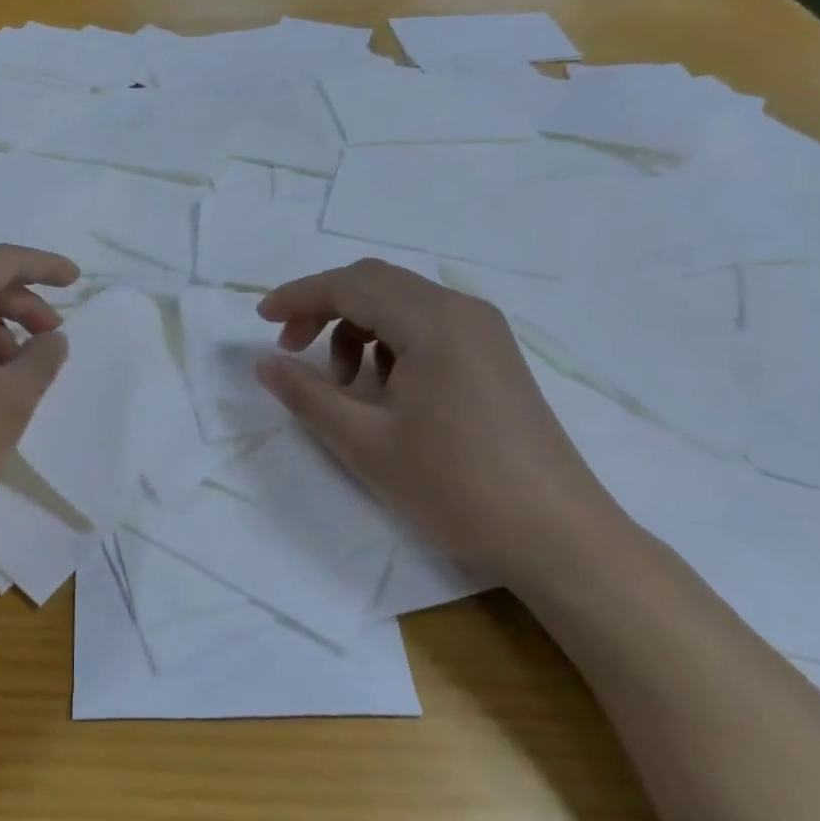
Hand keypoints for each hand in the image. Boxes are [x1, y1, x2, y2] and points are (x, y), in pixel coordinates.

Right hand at [255, 259, 628, 591]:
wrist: (558, 537)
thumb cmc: (455, 486)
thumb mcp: (364, 442)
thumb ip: (306, 394)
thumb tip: (264, 362)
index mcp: (432, 320)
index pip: (349, 285)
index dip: (298, 296)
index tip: (260, 321)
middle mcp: (461, 310)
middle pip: (375, 283)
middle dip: (325, 308)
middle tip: (292, 349)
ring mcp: (485, 332)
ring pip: (401, 304)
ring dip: (357, 328)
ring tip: (341, 383)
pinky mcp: (495, 356)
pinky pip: (428, 327)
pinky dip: (390, 343)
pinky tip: (384, 390)